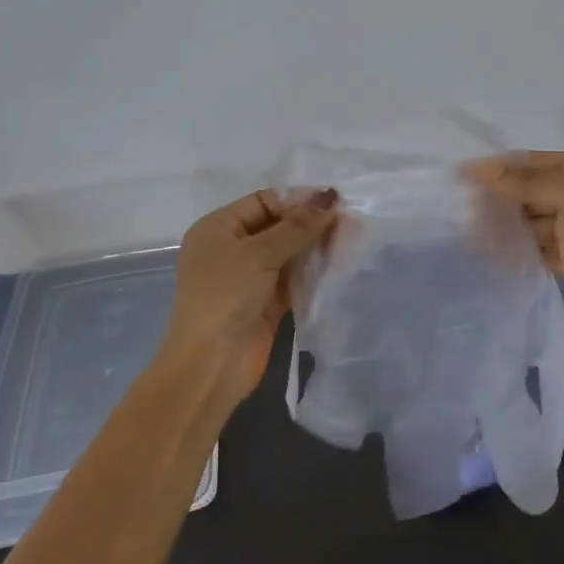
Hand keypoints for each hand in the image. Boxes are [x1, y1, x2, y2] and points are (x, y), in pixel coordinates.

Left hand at [159, 188, 337, 414]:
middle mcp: (232, 249)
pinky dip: (314, 271)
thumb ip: (297, 226)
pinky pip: (295, 278)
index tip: (334, 202)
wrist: (211, 365)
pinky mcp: (267, 302)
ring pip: (289, 252)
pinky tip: (340, 263)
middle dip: (311, 223)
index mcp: (218, 229)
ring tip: (352, 239)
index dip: (297, 200)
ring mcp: (250, 277)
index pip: (264, 202)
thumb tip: (330, 197)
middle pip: (278, 226)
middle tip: (350, 221)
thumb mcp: (259, 254)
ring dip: (316, 247)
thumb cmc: (225, 297)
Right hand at [465, 151, 563, 338]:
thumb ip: (529, 184)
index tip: (458, 177)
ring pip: (524, 222)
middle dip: (494, 198)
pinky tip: (486, 253)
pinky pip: (532, 249)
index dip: (495, 168)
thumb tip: (480, 170)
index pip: (529, 163)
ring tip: (464, 233)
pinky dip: (512, 250)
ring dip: (499, 226)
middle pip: (524, 192)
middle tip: (456, 209)